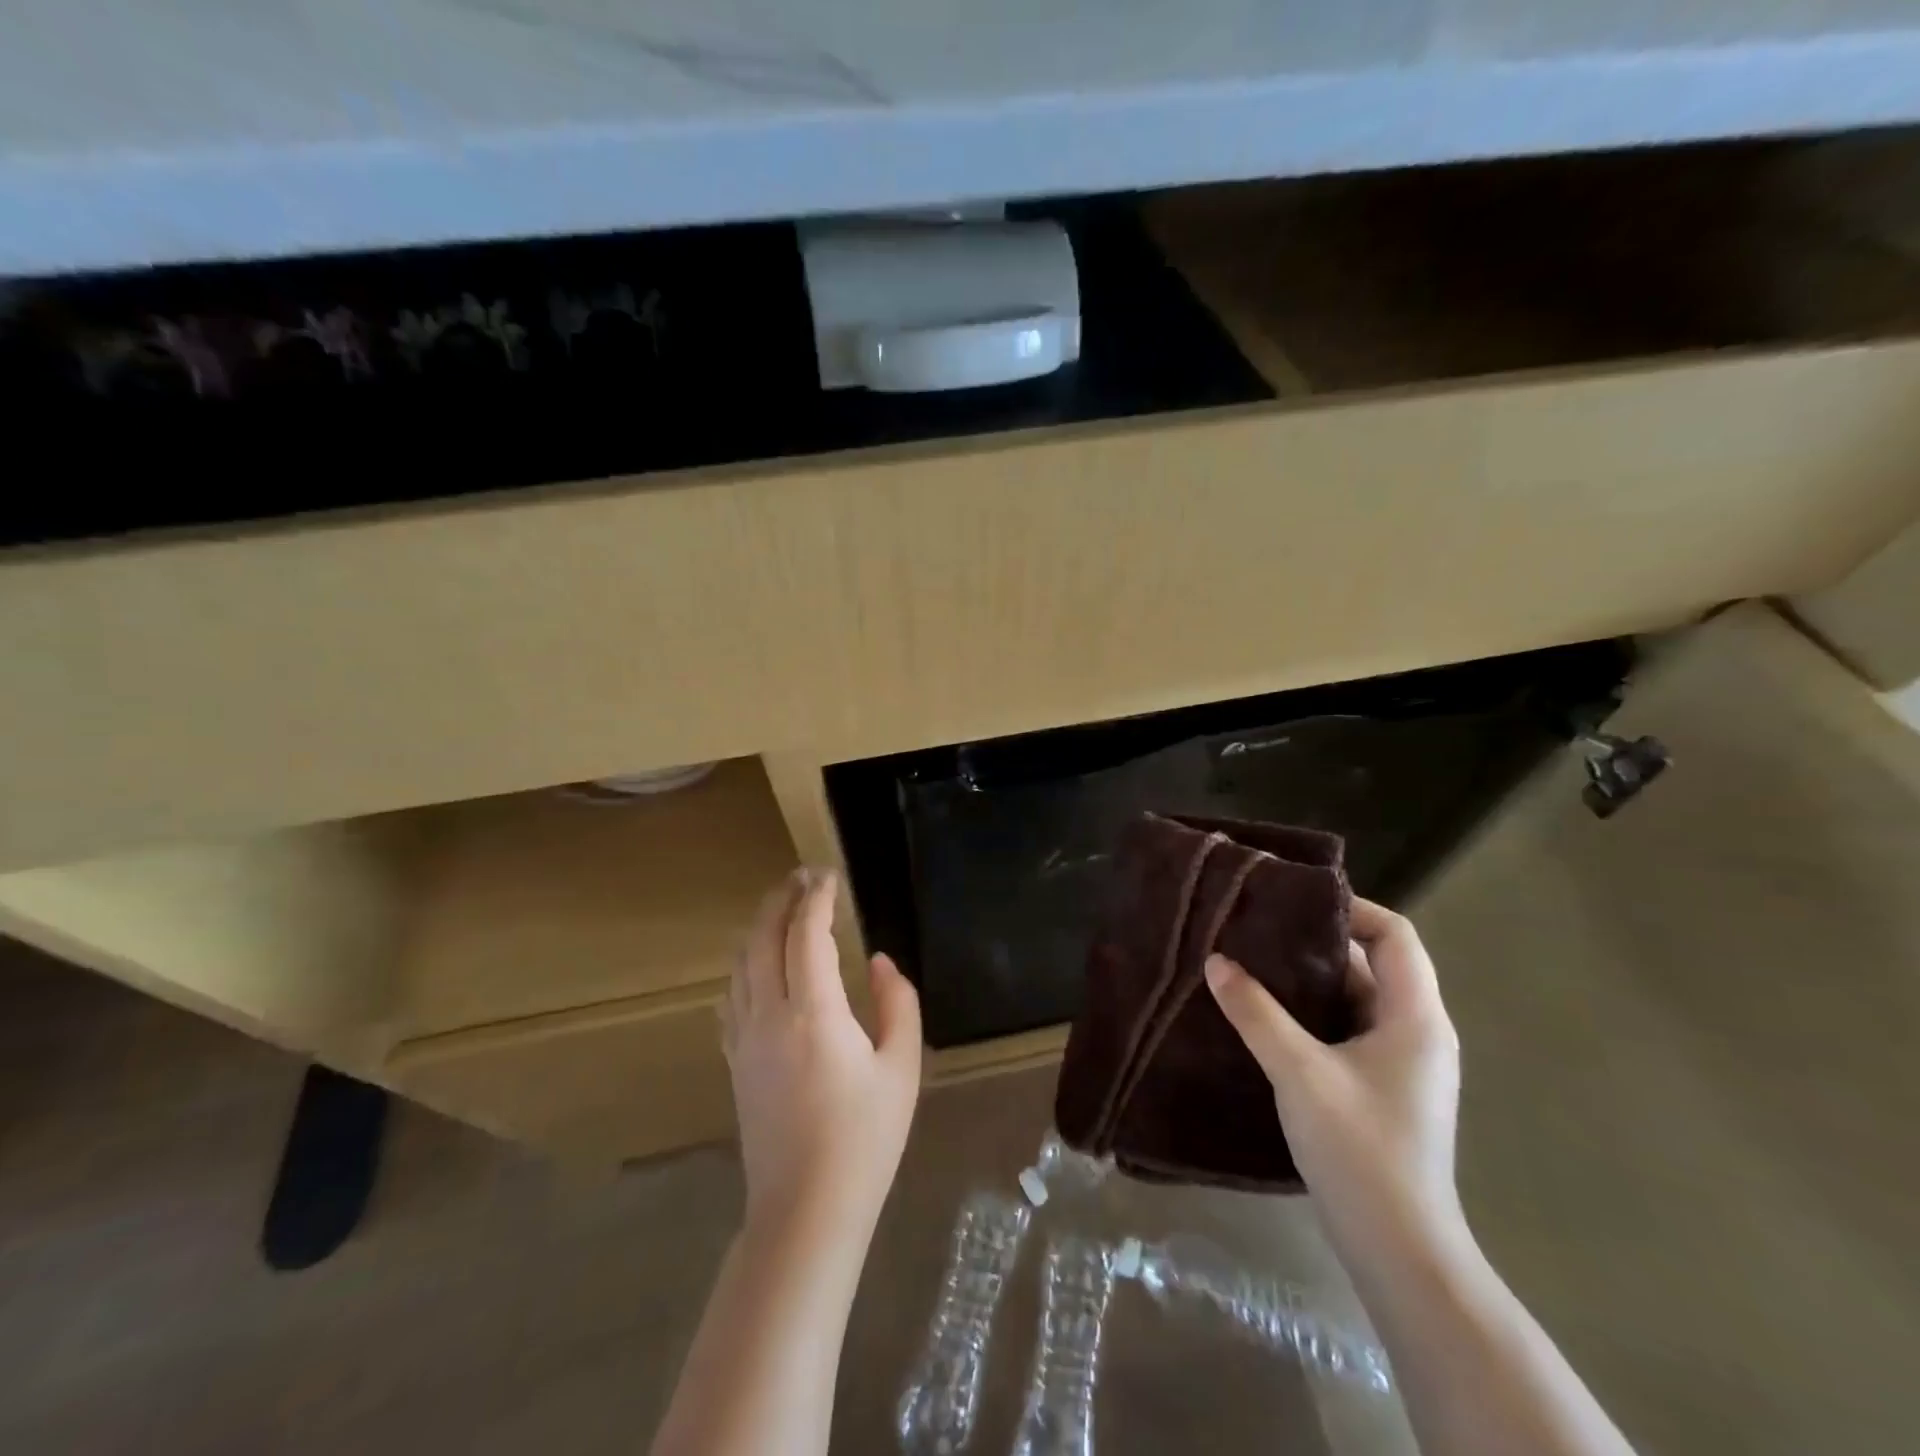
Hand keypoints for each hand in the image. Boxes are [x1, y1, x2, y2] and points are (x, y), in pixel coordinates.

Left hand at [722, 868, 922, 1241]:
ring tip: (781, 911)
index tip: (828, 875)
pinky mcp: (735, 1063)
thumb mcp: (902, 1068)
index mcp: (814, 1013)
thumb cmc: (864, 1139)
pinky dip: (745, 967)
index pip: (806, 935)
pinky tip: (756, 968)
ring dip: (759, 928)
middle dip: (781, 900)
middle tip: (802, 878)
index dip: (816, 898)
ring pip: (741, 964)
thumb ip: (898, 1004)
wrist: (805, 1211)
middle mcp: (770, 1016)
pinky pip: (732, 997)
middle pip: (763, 939)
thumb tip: (879, 962)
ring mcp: (745, 1040)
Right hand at [1205, 898, 1464, 1261]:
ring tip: (1252, 964)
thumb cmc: (1360, 1149)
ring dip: (1309, 981)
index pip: (1395, 936)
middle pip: (1373, 963)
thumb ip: (1256, 1012)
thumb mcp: (1299, 1072)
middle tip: (1259, 929)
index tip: (1293, 902)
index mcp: (1416, 1017)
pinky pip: (1348, 1031)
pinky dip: (1312, 1014)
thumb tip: (1216, 960)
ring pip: (1356, 1000)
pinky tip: (1266, 1017)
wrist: (1399, 1250)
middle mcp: (1417, 1032)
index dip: (1350, 908)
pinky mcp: (1382, 1089)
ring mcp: (1402, 1064)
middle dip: (1316, 942)